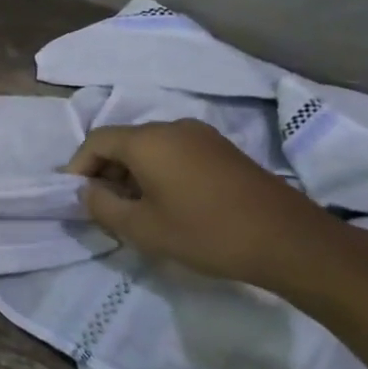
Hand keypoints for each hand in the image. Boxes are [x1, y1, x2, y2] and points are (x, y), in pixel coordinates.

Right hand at [65, 119, 344, 288]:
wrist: (290, 241)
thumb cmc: (206, 232)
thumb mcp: (141, 228)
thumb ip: (102, 206)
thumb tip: (88, 192)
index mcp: (147, 140)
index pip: (96, 141)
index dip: (78, 167)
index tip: (77, 197)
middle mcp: (172, 127)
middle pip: (123, 142)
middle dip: (105, 171)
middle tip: (103, 207)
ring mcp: (202, 137)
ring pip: (150, 148)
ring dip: (132, 174)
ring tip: (134, 209)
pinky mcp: (224, 151)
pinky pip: (175, 153)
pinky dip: (159, 172)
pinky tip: (168, 203)